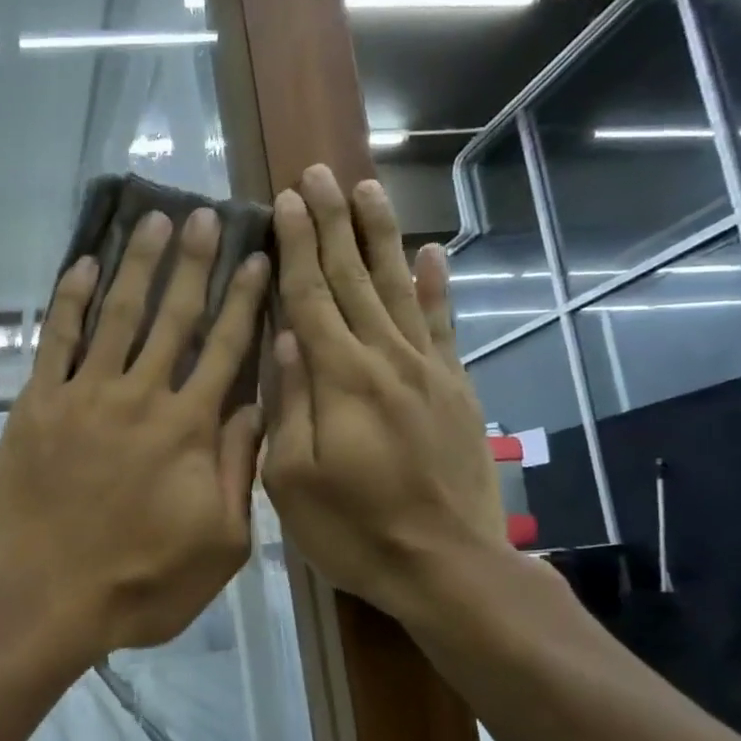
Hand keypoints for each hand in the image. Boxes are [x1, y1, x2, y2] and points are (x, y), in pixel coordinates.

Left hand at [0, 207, 271, 663]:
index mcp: (189, 429)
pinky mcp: (38, 404)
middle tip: (203, 214)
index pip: (226, 349)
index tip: (257, 258)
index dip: (245, 301)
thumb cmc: (140, 583)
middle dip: (192, 263)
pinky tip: (84, 265)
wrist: (45, 598)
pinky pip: (55, 340)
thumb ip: (238, 470)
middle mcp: (141, 397)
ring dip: (137, 265)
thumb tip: (254, 406)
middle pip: (174, 317)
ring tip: (152, 220)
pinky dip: (70, 300)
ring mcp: (84, 396)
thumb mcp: (220, 544)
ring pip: (118, 316)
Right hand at [262, 165, 509, 627]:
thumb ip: (289, 404)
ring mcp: (428, 371)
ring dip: (381, 237)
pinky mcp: (456, 389)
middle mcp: (386, 359)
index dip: (297, 245)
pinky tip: (430, 254)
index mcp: (340, 380)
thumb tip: (285, 338)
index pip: (311, 297)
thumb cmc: (354, 530)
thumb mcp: (293, 480)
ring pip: (398, 288)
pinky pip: (443, 326)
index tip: (286, 200)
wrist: (448, 566)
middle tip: (319, 174)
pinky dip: (436, 287)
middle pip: (354, 278)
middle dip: (334, 223)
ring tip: (367, 190)